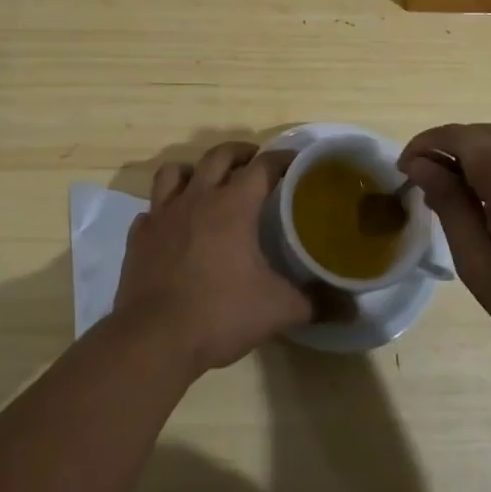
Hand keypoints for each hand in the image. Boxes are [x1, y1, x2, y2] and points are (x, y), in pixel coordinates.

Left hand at [114, 142, 312, 376]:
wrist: (154, 338)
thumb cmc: (219, 314)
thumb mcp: (278, 310)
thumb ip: (316, 304)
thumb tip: (351, 308)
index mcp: (232, 206)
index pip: (262, 167)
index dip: (281, 160)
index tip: (296, 162)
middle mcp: (196, 199)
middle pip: (218, 156)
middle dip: (239, 152)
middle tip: (254, 161)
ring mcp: (162, 215)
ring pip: (174, 172)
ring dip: (193, 170)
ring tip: (206, 182)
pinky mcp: (139, 237)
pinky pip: (151, 210)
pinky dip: (164, 211)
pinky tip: (172, 227)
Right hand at [401, 123, 490, 399]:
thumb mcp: (485, 269)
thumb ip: (450, 207)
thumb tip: (424, 167)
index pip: (453, 136)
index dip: (423, 148)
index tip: (405, 173)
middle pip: (484, 133)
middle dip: (452, 153)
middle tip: (434, 190)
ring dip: (486, 159)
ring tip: (473, 200)